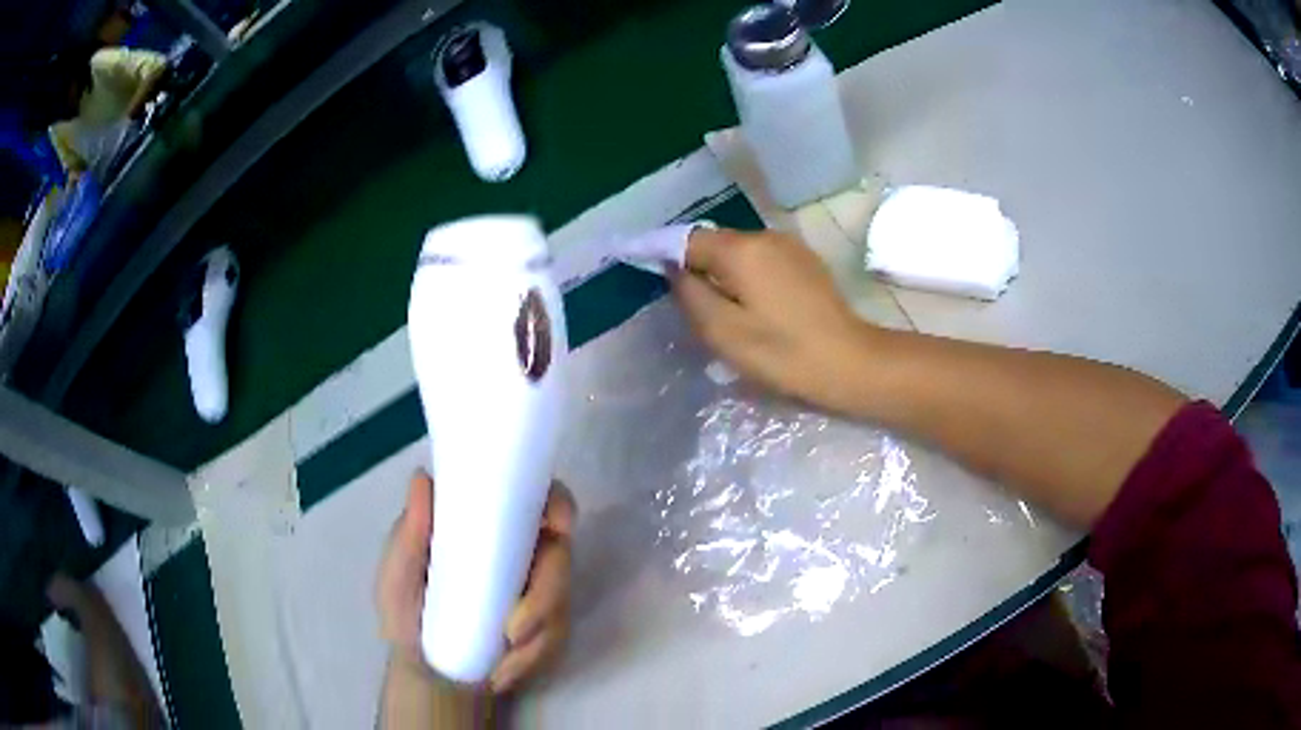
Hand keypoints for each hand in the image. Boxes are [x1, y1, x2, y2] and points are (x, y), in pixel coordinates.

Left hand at [376, 471, 575, 693]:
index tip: (554, 525)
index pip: (538, 499)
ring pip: (562, 601)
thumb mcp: (398, 574)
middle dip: (545, 595)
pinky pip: (556, 638)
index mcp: (488, 527)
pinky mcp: (548, 629)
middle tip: (513, 631)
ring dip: (537, 635)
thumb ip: (410, 533)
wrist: (427, 673)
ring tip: (500, 659)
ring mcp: (539, 592)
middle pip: (560, 554)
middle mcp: (521, 553)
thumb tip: (423, 477)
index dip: (556, 506)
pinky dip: (531, 658)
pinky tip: (503, 671)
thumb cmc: (407, 612)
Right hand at [671, 228, 872, 410]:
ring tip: (724, 309)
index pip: (686, 240)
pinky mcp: (806, 261)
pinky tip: (755, 306)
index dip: (664, 255)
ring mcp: (790, 246)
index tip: (649, 274)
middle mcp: (765, 236)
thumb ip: (690, 294)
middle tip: (692, 306)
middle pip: (715, 243)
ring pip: (740, 252)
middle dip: (698, 267)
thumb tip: (673, 269)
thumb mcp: (723, 332)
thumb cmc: (782, 353)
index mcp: (740, 249)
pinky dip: (748, 276)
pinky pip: (762, 260)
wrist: (850, 363)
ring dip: (724, 272)